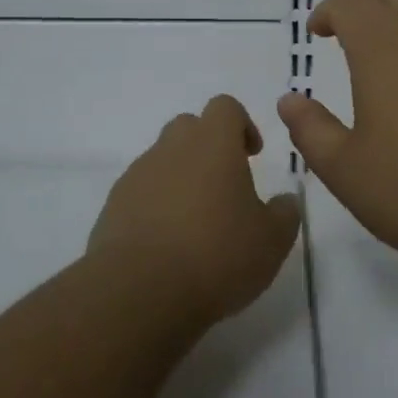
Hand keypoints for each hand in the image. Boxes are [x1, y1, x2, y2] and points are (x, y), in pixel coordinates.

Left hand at [89, 95, 301, 326]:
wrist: (140, 291)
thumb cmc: (217, 255)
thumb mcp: (271, 240)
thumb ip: (284, 213)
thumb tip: (285, 201)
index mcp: (213, 143)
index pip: (225, 107)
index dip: (241, 124)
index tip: (252, 155)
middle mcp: (172, 148)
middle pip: (189, 127)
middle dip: (208, 148)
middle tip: (224, 186)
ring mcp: (137, 175)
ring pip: (162, 160)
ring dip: (180, 178)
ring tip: (196, 223)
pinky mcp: (113, 206)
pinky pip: (140, 192)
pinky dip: (155, 206)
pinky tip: (167, 245)